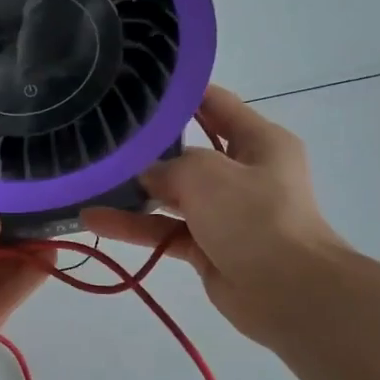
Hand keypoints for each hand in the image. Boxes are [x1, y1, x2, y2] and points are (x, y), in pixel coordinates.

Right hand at [83, 84, 353, 346]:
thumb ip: (168, 165)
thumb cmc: (255, 217)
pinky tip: (95, 221)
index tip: (136, 87)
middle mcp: (243, 172)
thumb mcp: (206, 174)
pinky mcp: (208, 246)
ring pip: (171, 194)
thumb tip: (145, 175)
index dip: (179, 94)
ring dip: (133, 192)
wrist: (289, 292)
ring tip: (89, 182)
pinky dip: (134, 226)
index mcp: (258, 142)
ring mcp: (225, 212)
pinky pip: (165, 229)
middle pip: (187, 151)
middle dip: (147, 148)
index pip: (215, 104)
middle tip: (102, 136)